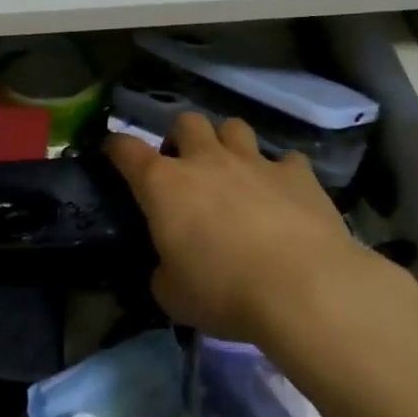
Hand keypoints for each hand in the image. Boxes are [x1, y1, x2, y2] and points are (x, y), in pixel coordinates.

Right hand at [107, 111, 367, 342]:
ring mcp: (254, 162)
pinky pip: (286, 160)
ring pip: (234, 127)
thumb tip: (169, 267)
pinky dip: (281, 173)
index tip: (113, 153)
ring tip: (233, 171)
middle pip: (186, 122)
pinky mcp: (298, 175)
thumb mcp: (172, 294)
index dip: (116, 147)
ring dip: (228, 144)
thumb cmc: (222, 291)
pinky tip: (284, 195)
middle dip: (182, 138)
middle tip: (186, 168)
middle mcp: (205, 161)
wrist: (304, 289)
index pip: (126, 149)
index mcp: (163, 185)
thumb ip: (164, 271)